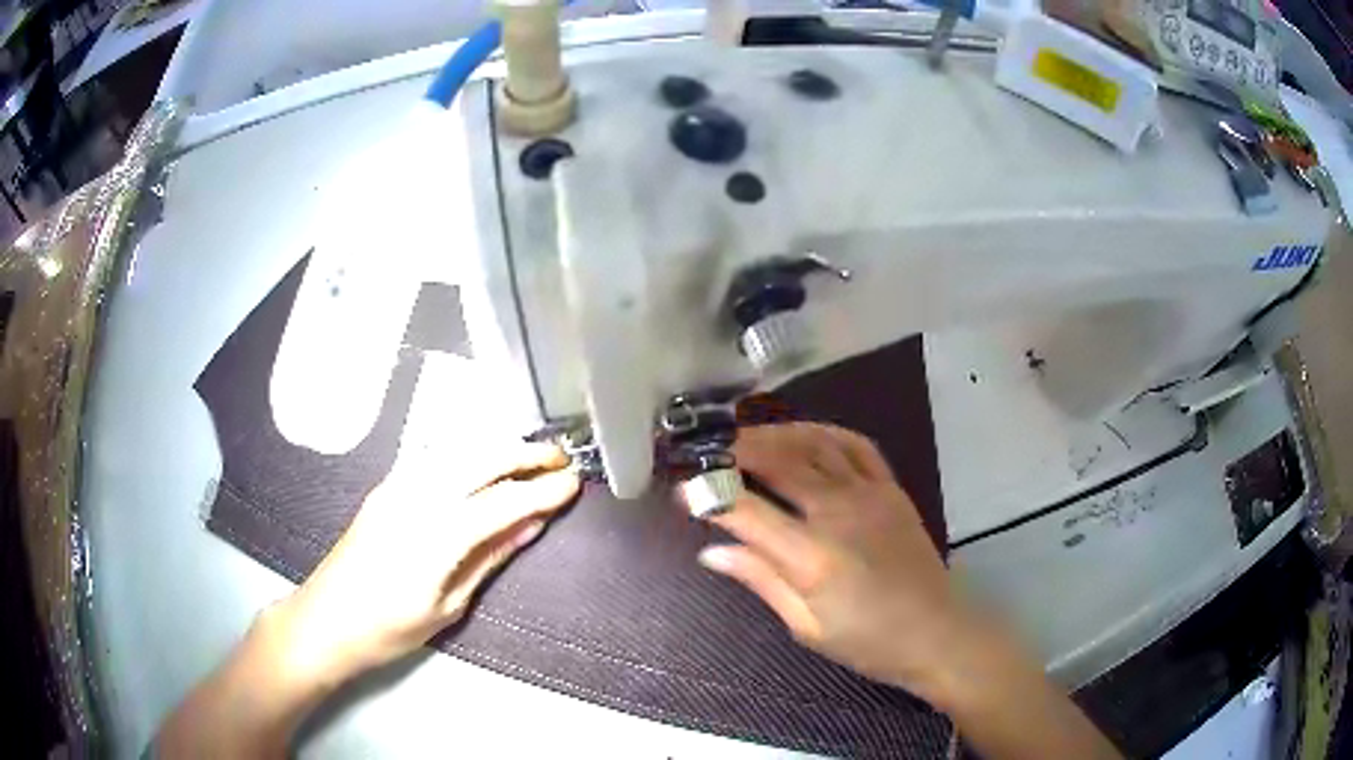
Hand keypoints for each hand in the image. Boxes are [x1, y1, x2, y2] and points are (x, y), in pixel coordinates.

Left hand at [271, 440, 579, 691]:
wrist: (325, 621)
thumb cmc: (389, 629)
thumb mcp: (447, 606)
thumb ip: (489, 558)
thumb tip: (530, 525)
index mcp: (436, 535)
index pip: (503, 501)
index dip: (543, 490)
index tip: (575, 483)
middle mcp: (416, 497)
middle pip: (481, 458)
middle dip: (525, 453)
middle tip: (560, 459)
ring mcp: (396, 486)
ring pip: (456, 448)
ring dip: (497, 445)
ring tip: (529, 455)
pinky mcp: (384, 486)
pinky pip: (433, 455)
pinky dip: (466, 449)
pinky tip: (481, 458)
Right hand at [696, 422, 971, 700]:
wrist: (937, 633)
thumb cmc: (869, 642)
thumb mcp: (806, 626)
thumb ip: (760, 580)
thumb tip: (712, 552)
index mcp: (812, 557)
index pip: (747, 512)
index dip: (709, 497)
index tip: (682, 490)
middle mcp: (839, 514)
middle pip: (779, 463)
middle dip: (737, 451)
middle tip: (708, 452)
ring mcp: (869, 494)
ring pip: (815, 444)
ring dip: (776, 433)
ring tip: (746, 438)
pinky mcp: (891, 489)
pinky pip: (856, 445)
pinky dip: (824, 432)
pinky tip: (803, 436)